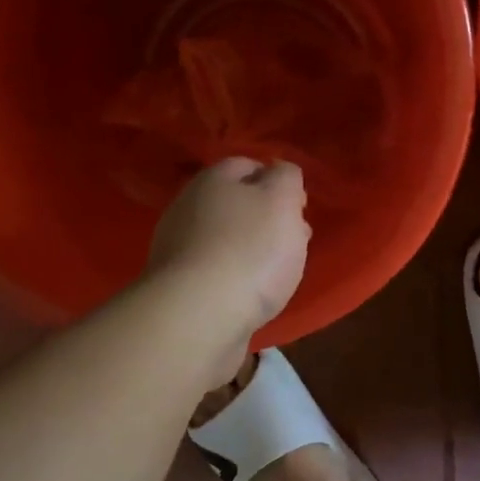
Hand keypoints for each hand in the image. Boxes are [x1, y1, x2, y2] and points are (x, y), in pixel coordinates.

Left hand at [146, 158, 309, 349]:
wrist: (200, 315)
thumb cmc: (251, 250)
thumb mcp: (282, 200)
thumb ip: (286, 177)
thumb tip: (280, 171)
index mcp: (213, 180)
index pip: (248, 165)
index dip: (277, 180)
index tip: (300, 206)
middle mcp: (189, 206)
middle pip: (235, 203)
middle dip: (266, 216)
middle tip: (295, 238)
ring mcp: (179, 248)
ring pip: (226, 237)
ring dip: (252, 247)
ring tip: (279, 270)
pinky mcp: (179, 285)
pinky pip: (216, 270)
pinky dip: (236, 275)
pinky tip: (252, 291)